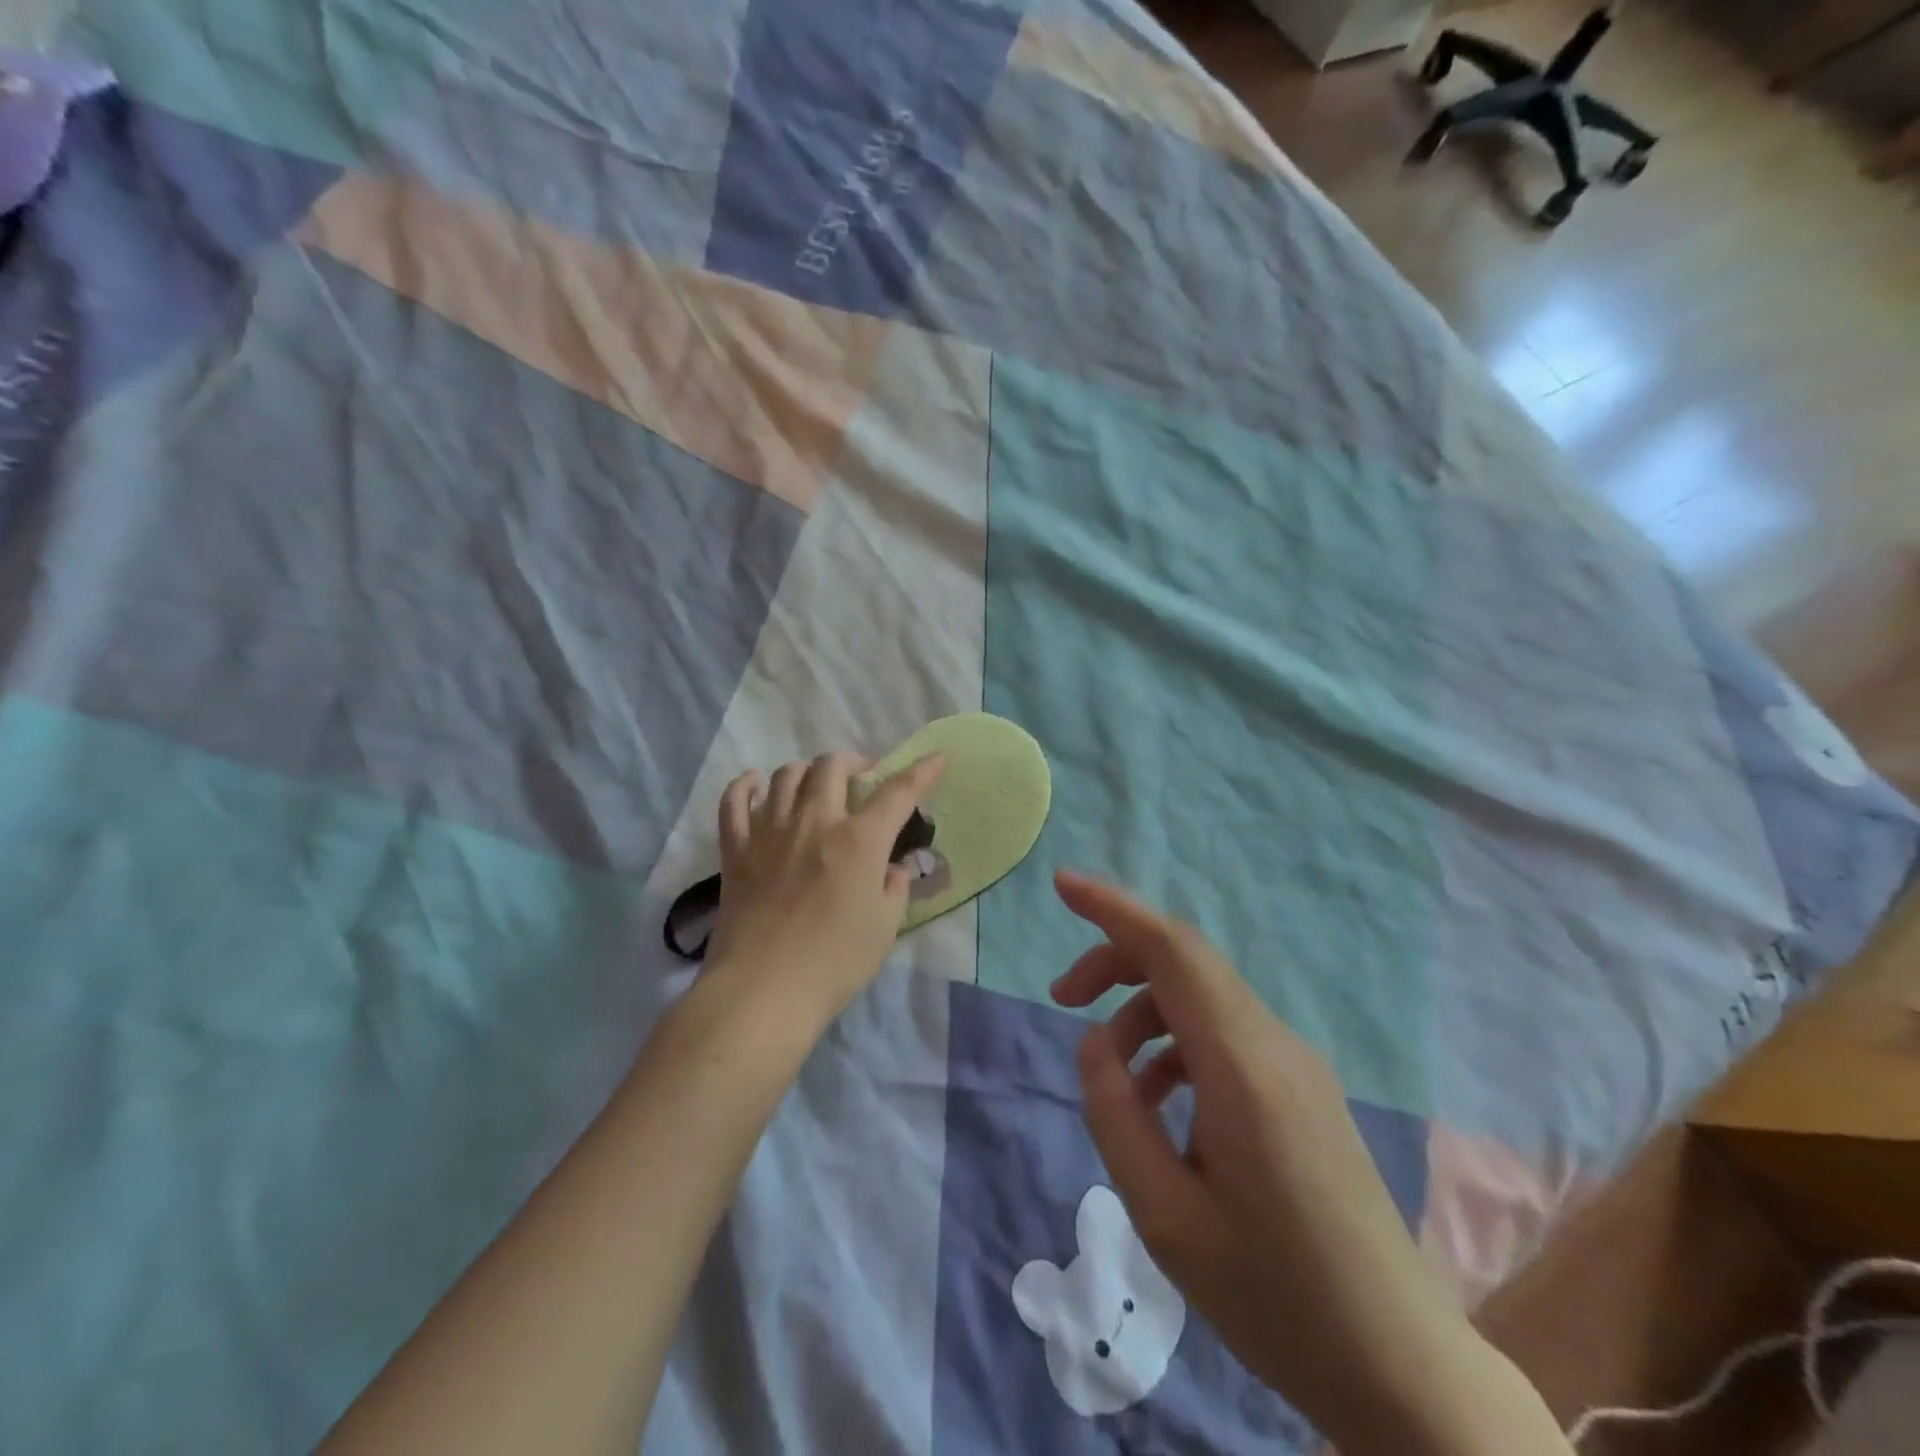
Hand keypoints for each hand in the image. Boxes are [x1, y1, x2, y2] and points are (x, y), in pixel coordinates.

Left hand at [705, 752, 944, 1025]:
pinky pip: (734, 802)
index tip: (936, 758)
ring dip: (807, 771)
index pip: (897, 793)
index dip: (920, 772)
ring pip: (786, 775)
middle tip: (863, 777)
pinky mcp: (735, 850)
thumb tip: (894, 866)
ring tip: (816, 784)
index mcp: (858, 840)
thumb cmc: (834, 963)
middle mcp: (814, 822)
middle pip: (832, 766)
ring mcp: (769, 832)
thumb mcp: (884, 926)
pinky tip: (755, 784)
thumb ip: (894, 887)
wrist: (763, 991)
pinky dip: (745, 786)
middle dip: (853, 762)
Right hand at [1051, 870, 1565, 1455]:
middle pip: (1185, 962)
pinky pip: (1224, 1035)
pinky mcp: (1301, 1088)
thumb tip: (1095, 1044)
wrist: (1399, 1365)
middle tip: (1062, 999)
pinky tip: (1160, 1106)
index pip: (1172, 950)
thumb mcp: (1165, 1216)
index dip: (1113, 908)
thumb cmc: (1275, 1296)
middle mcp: (1274, 1044)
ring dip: (1144, 1015)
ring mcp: (1295, 1064)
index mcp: (1243, 1066)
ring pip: (1202, 999)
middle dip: (1115, 963)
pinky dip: (1175, 1045)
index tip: (1061, 885)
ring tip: (1111, 1081)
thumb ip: (1115, 1114)